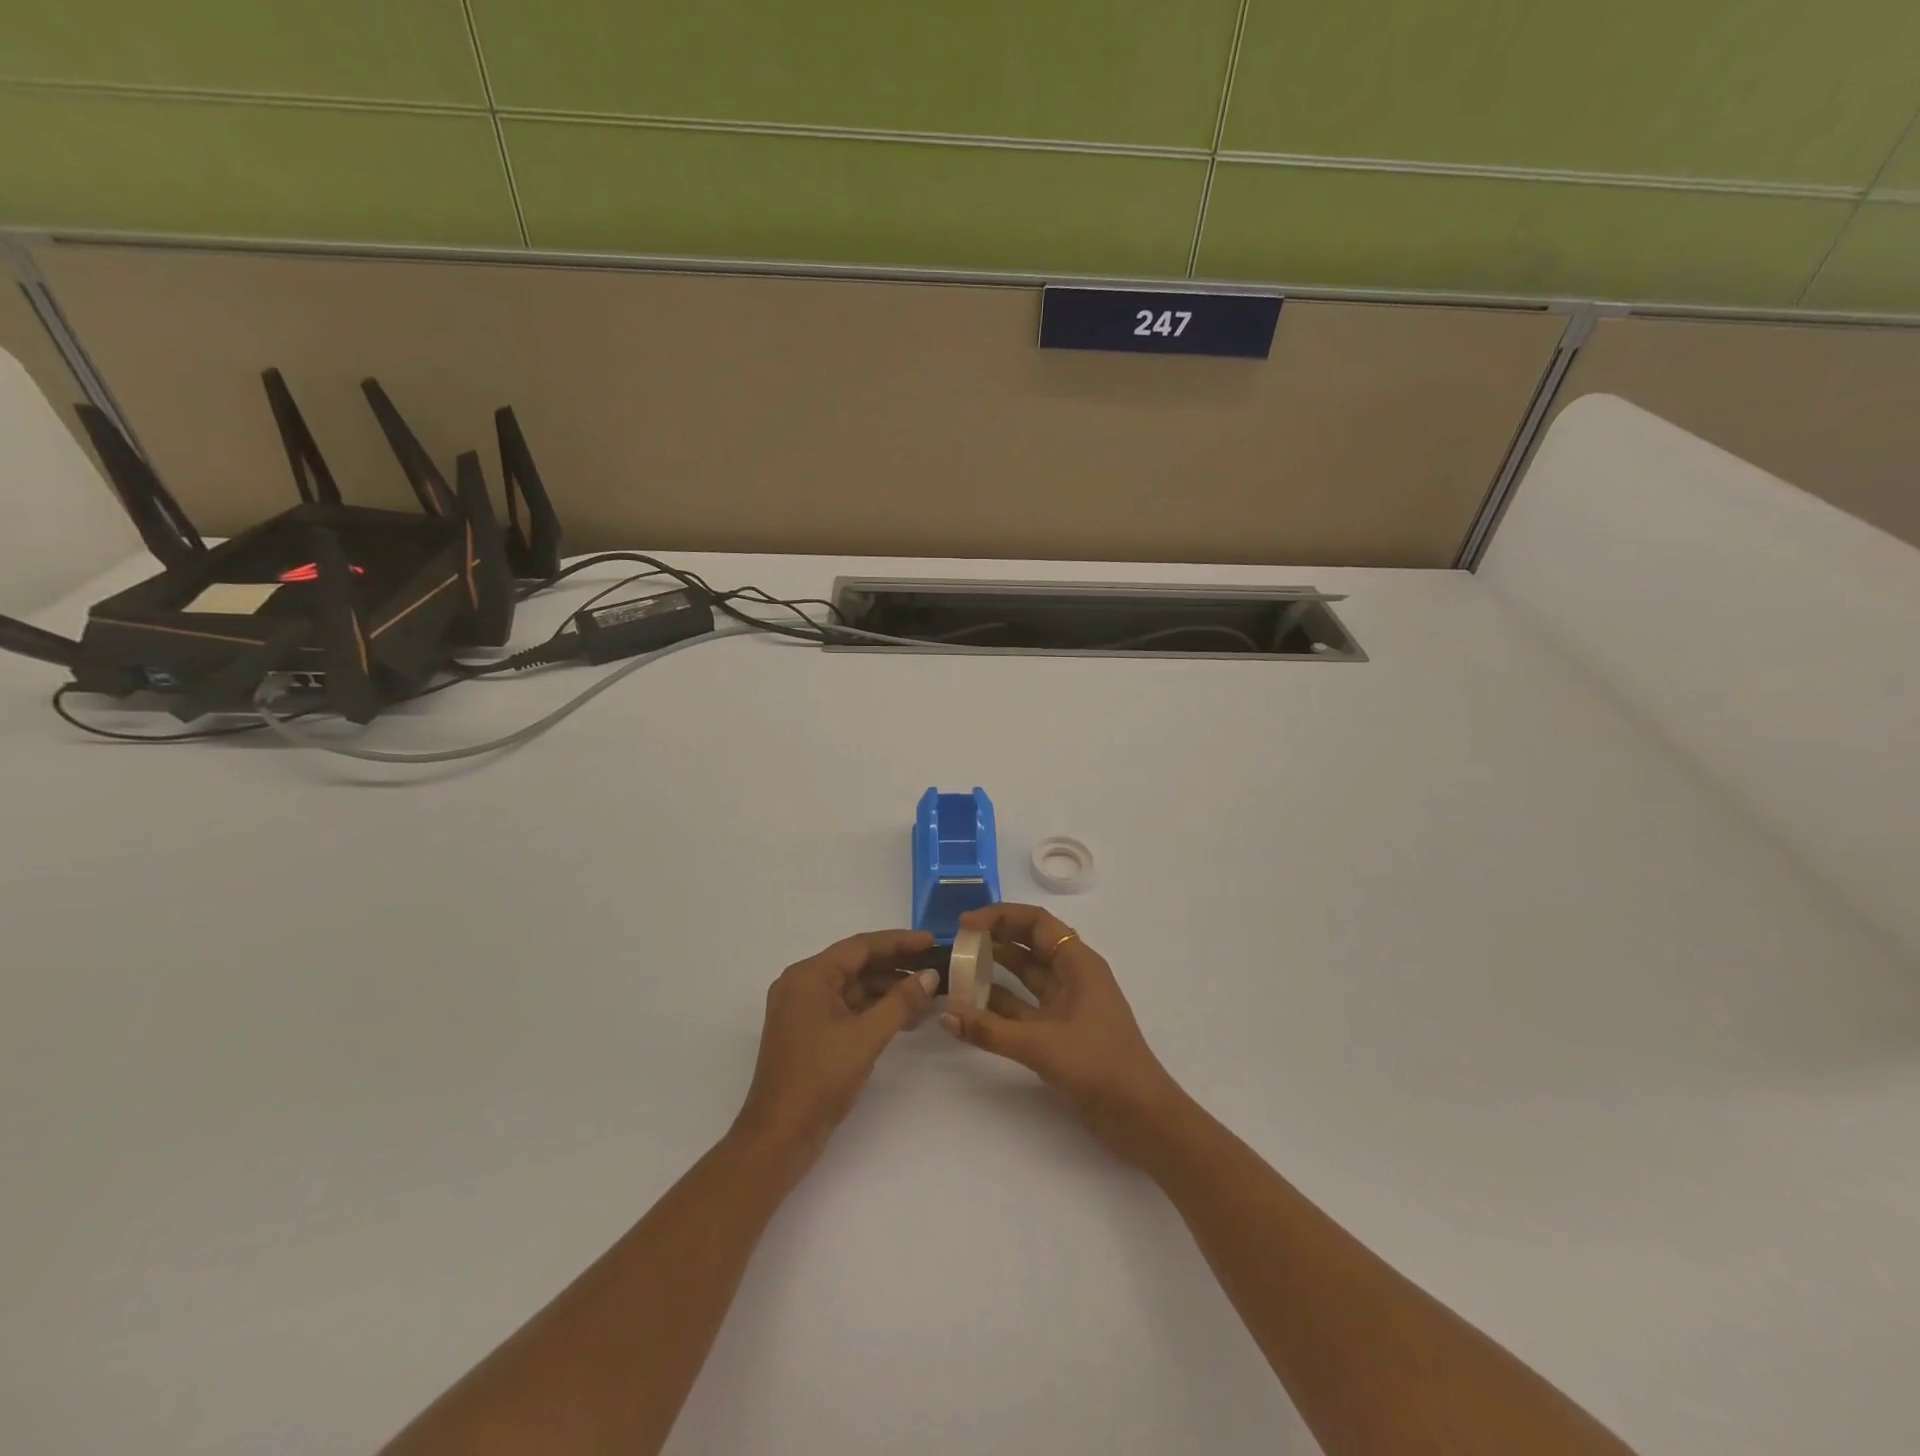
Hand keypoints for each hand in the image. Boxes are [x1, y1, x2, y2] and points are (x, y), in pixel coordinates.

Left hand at [733, 929, 938, 1165]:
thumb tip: (929, 976)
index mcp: (808, 976)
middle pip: (857, 964)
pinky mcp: (810, 1033)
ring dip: (888, 990)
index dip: (899, 942)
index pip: (861, 946)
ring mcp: (804, 1011)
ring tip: (927, 994)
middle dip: (896, 965)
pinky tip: (905, 1018)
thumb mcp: (866, 1037)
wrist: (780, 1137)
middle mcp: (803, 985)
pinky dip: (875, 1010)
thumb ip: (901, 1002)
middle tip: (934, 966)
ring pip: (854, 988)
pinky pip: (848, 1008)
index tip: (932, 941)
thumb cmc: (820, 1078)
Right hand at [941, 904, 1186, 1163]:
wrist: (1142, 1119)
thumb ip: (992, 1031)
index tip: (965, 925)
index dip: (1001, 916)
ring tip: (957, 970)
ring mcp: (1066, 1006)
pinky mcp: (1059, 1033)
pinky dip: (998, 1006)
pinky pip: (1023, 1008)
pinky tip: (970, 1009)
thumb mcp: (1043, 1046)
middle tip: (957, 944)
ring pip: (1025, 976)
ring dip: (994, 971)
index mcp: (1079, 964)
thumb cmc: (1101, 1067)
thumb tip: (946, 1016)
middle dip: (995, 939)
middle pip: (1029, 944)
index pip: (1037, 922)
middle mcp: (1073, 977)